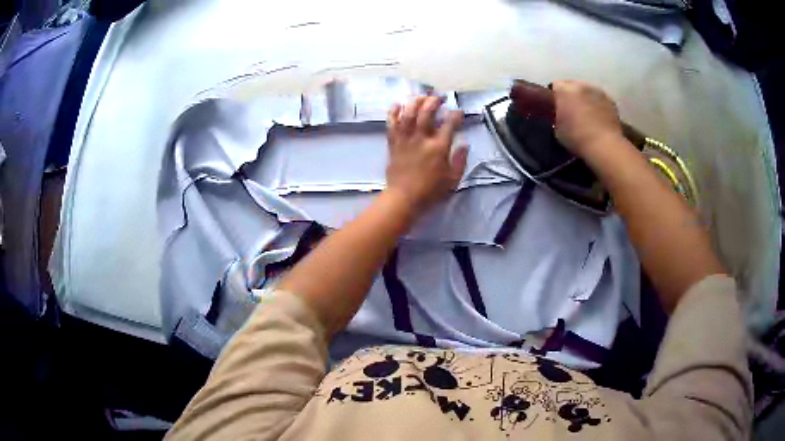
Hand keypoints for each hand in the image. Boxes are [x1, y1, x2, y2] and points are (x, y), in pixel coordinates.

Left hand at [385, 96, 467, 214]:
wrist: (403, 198)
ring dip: (415, 101)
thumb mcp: (453, 179)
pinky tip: (397, 104)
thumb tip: (464, 144)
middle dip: (434, 101)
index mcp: (438, 148)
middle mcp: (421, 139)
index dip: (456, 115)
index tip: (459, 112)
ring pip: (408, 113)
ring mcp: (405, 139)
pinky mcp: (393, 143)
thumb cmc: (430, 191)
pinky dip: (394, 112)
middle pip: (426, 112)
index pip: (449, 124)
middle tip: (439, 98)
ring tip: (421, 97)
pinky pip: (392, 123)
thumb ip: (461, 160)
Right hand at [552, 81, 623, 157]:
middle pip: (573, 85)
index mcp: (564, 89)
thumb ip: (557, 115)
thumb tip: (561, 115)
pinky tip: (598, 119)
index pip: (555, 85)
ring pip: (588, 91)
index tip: (556, 108)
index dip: (555, 97)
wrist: (604, 146)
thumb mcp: (557, 129)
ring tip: (587, 115)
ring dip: (586, 99)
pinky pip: (600, 100)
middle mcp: (581, 85)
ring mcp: (598, 91)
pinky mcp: (611, 101)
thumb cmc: (577, 137)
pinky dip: (598, 106)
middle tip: (571, 111)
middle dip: (571, 95)